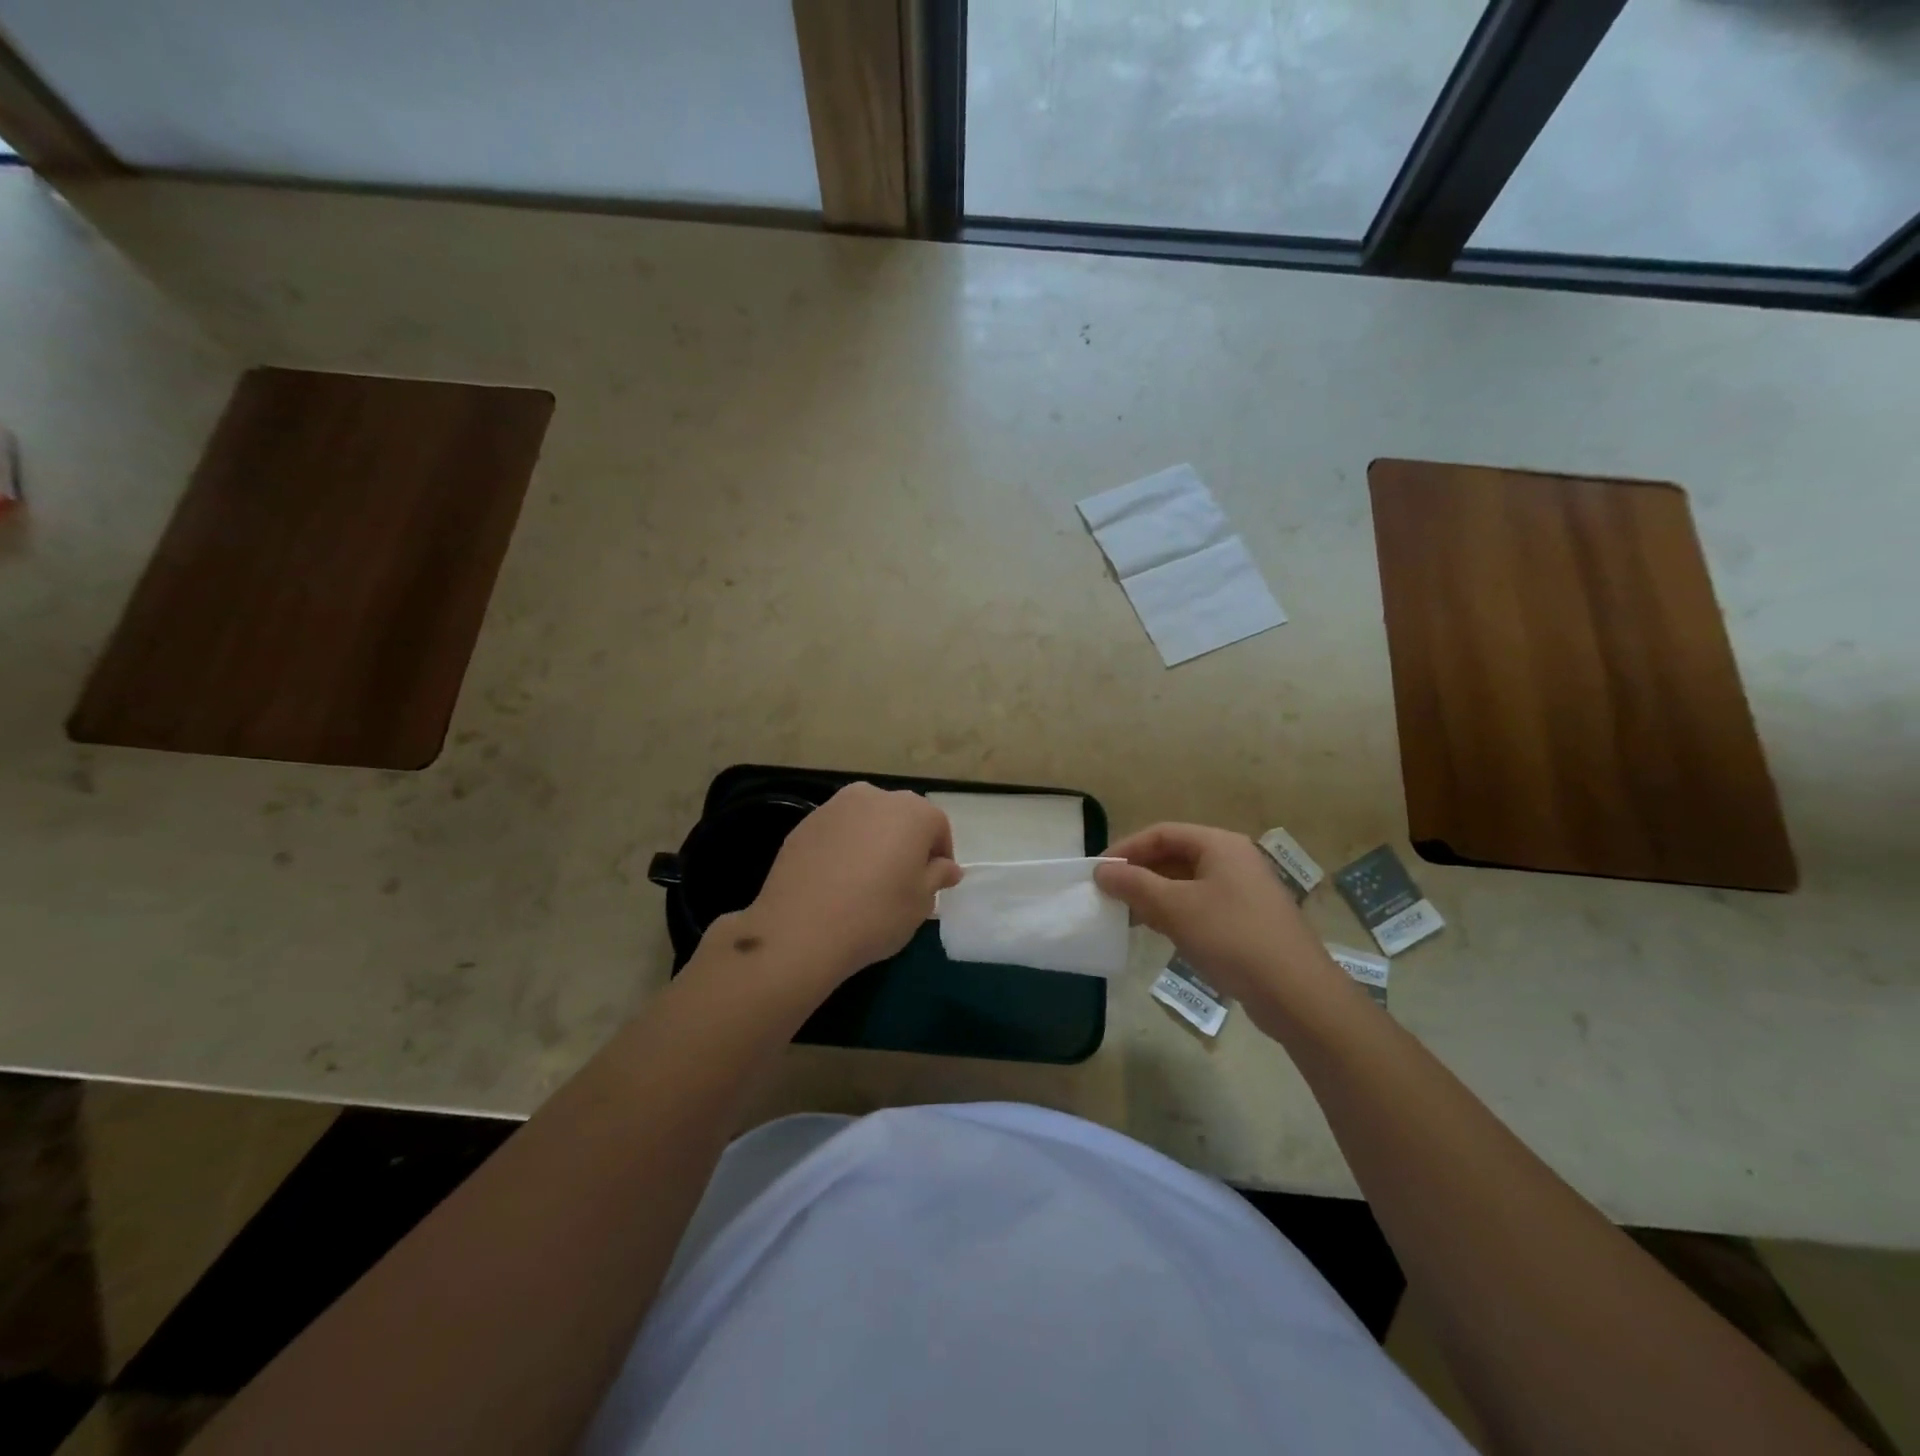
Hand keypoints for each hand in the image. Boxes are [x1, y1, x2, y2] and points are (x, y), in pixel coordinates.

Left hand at [737, 783, 961, 987]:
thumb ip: (937, 876)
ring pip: (866, 820)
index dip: (940, 855)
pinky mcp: (805, 823)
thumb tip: (947, 867)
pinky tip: (836, 880)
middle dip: (906, 842)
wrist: (800, 928)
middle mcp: (874, 797)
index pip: (937, 826)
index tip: (933, 883)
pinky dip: (843, 847)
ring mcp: (835, 806)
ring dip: (873, 841)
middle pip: (901, 817)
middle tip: (901, 880)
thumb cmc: (876, 914)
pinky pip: (837, 832)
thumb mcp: (921, 903)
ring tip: (866, 880)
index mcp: (912, 811)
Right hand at [1095, 823, 1348, 1026]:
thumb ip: (1135, 885)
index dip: (1126, 849)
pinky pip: (1201, 904)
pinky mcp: (1247, 919)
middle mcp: (1233, 859)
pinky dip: (1175, 912)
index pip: (1161, 833)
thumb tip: (1102, 871)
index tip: (1099, 872)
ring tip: (1127, 916)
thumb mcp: (1175, 908)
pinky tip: (1159, 932)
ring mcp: (1243, 890)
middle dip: (1139, 873)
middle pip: (1174, 855)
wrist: (1296, 993)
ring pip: (1186, 882)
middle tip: (1109, 895)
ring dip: (1154, 895)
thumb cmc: (1232, 938)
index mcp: (1219, 844)